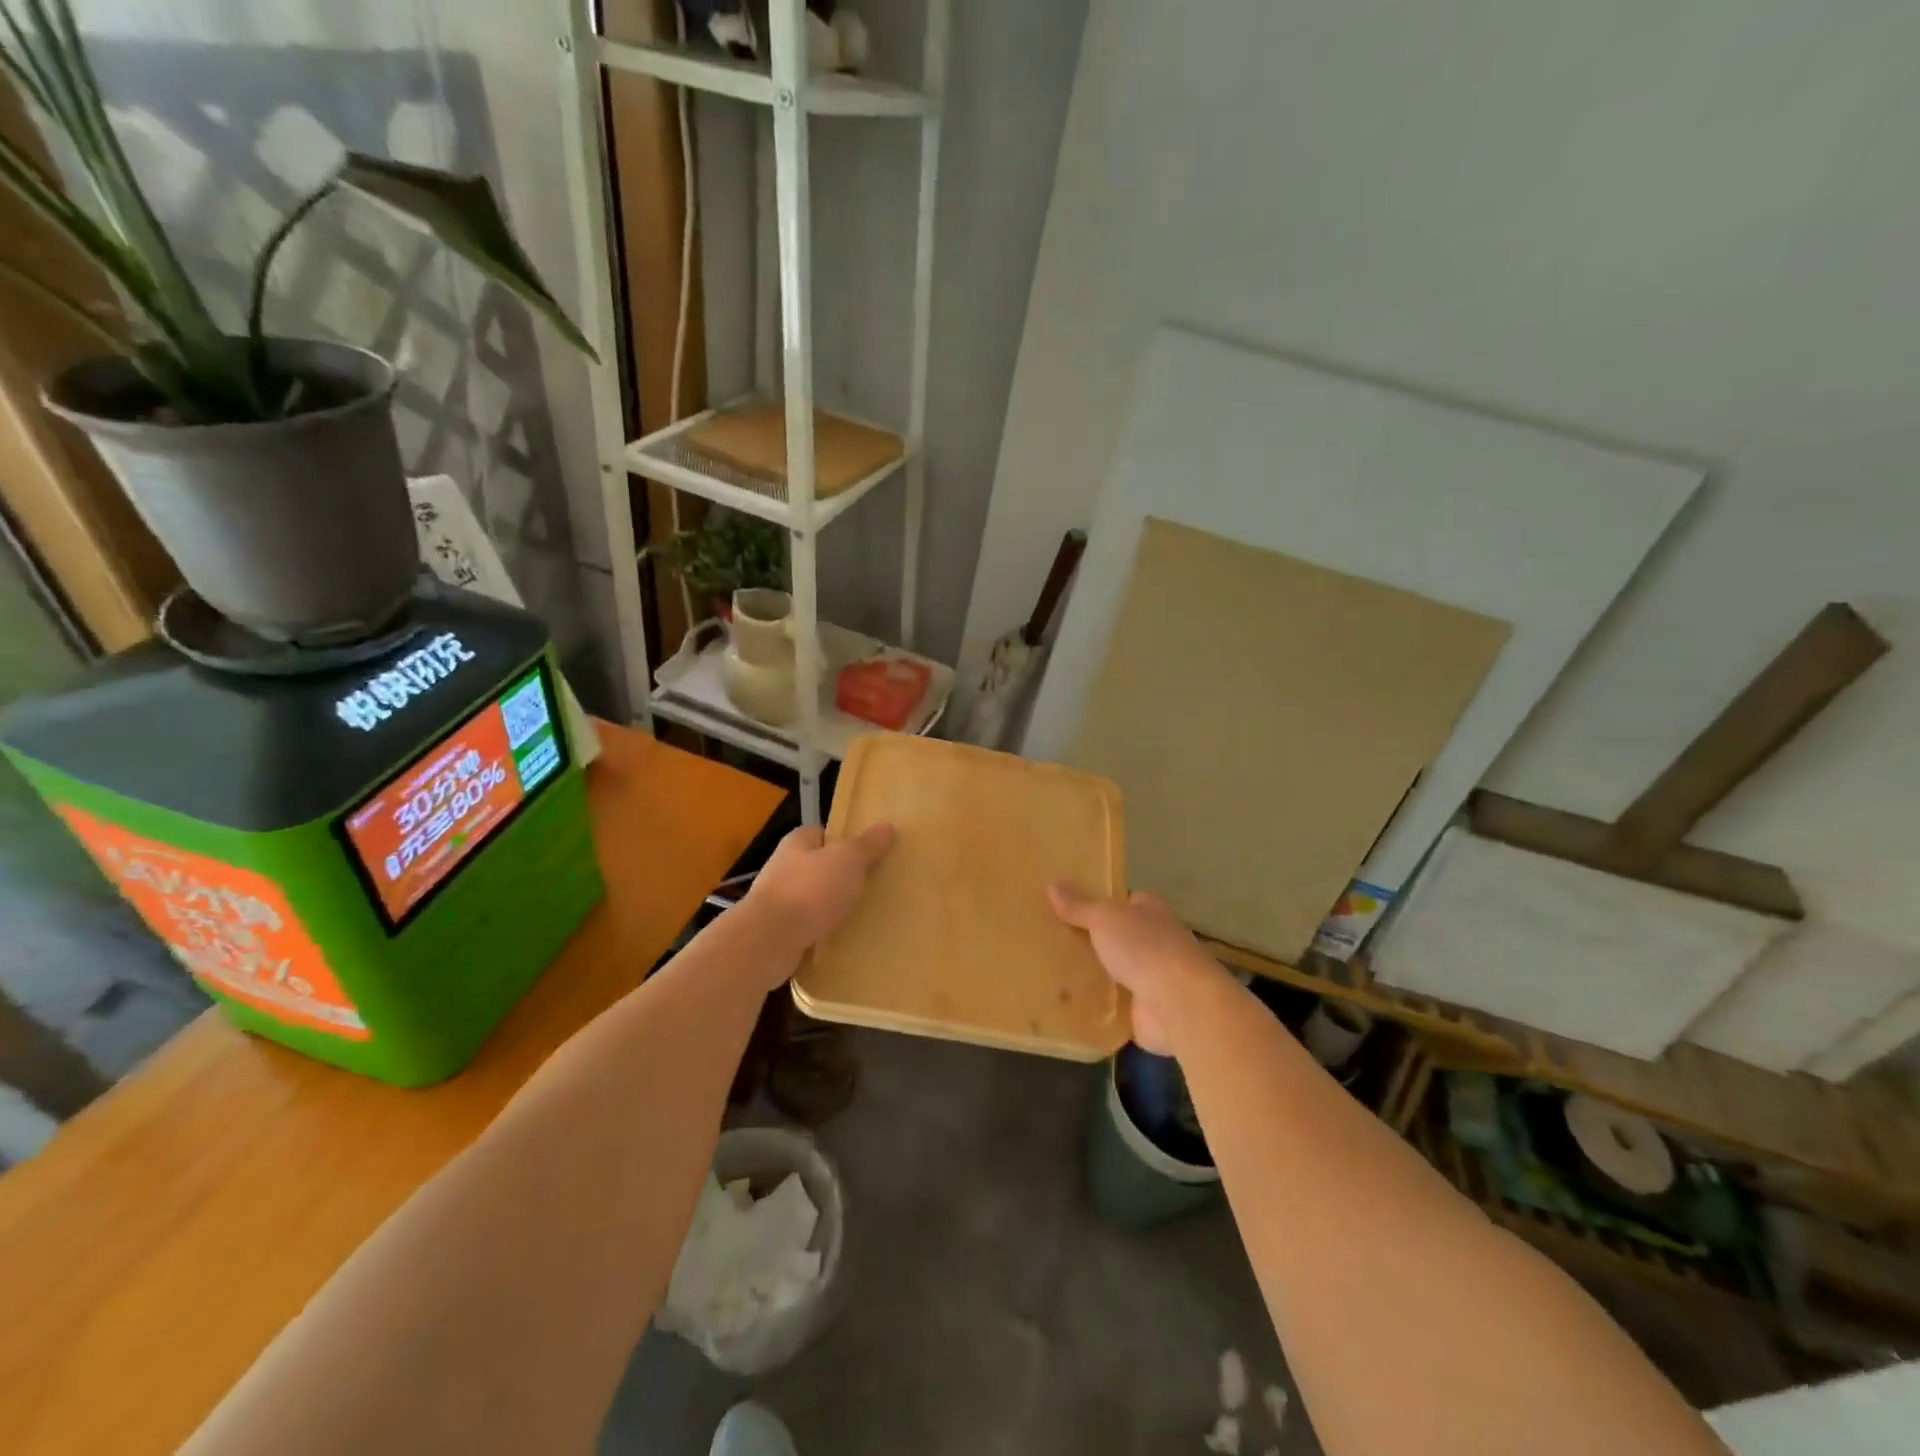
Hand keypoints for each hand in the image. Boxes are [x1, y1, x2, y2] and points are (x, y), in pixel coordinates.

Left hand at [742, 823, 894, 960]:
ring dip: (831, 906)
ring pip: (813, 898)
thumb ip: (866, 845)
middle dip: (841, 876)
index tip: (867, 853)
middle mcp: (783, 867)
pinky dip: (822, 931)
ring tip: (861, 913)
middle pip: (818, 866)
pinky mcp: (777, 931)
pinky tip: (841, 938)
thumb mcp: (847, 861)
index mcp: (797, 843)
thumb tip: (886, 826)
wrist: (769, 941)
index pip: (822, 834)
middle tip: (871, 885)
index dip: (844, 841)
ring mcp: (778, 901)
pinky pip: (807, 926)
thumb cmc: (810, 890)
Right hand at [1048, 884, 1230, 1054]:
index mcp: (1152, 911)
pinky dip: (1098, 1005)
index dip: (1102, 904)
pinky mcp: (1147, 1010)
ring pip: (1117, 971)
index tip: (1071, 908)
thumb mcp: (1105, 917)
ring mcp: (1154, 977)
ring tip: (1053, 973)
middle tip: (1054, 941)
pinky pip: (1115, 1004)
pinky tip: (1070, 1005)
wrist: (1178, 1003)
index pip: (1126, 902)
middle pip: (1119, 937)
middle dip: (1094, 940)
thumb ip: (1080, 905)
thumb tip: (1053, 883)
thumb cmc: (1145, 947)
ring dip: (1095, 974)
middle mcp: (1157, 940)